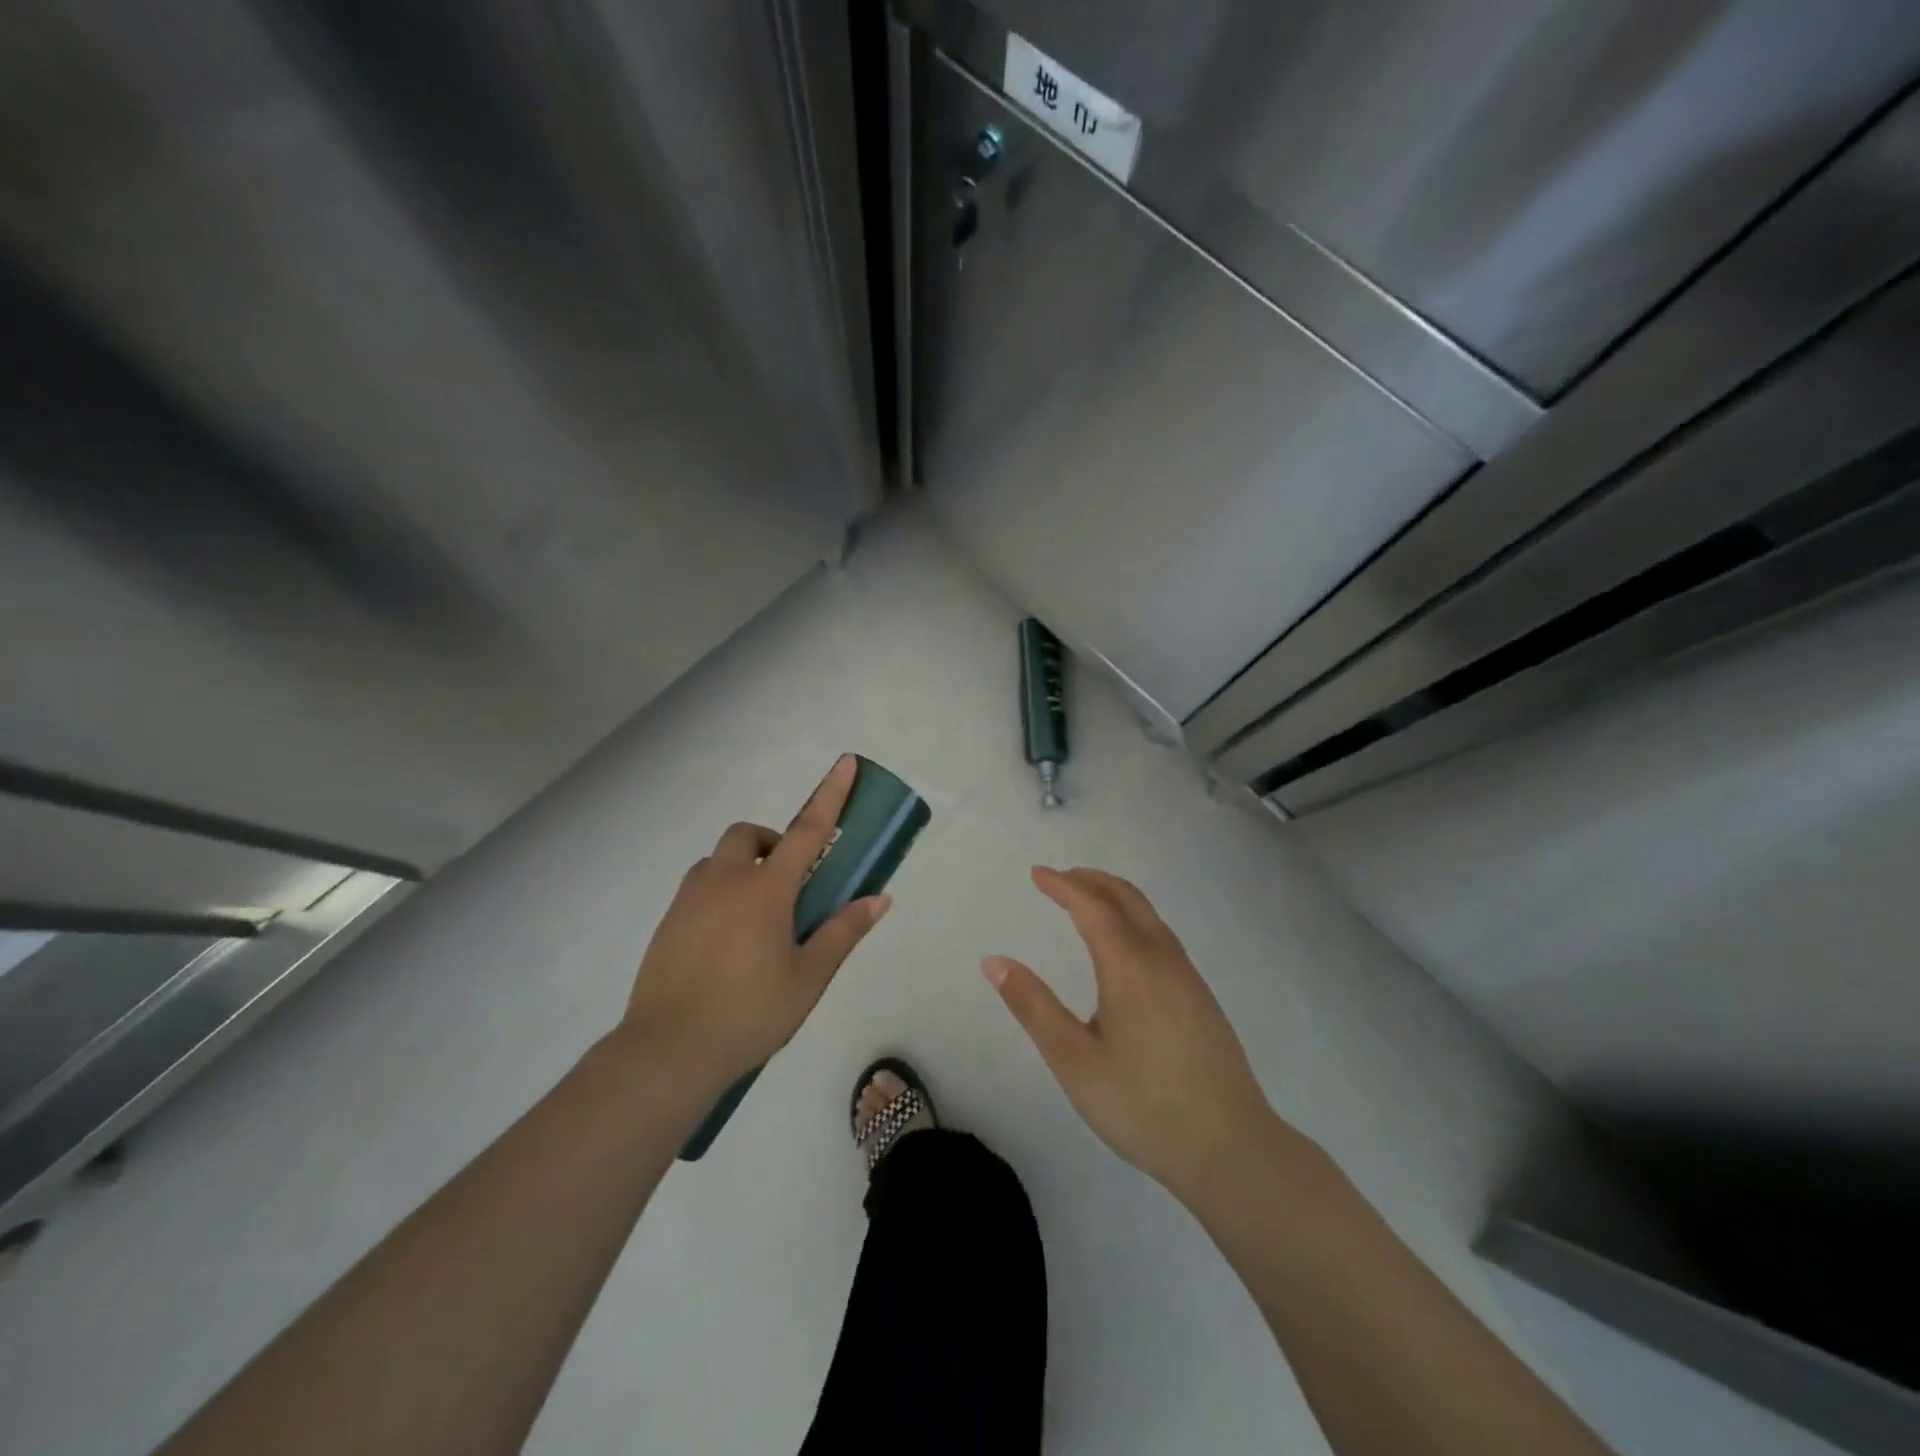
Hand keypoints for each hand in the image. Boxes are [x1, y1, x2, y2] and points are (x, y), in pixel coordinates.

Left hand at [621, 755, 889, 1091]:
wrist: (667, 1051)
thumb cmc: (749, 1013)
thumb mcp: (808, 977)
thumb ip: (843, 932)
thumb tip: (879, 898)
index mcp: (766, 890)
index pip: (807, 830)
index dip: (830, 795)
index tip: (845, 762)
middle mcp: (725, 881)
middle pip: (748, 835)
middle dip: (773, 841)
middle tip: (790, 883)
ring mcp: (690, 900)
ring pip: (718, 860)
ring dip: (743, 867)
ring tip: (758, 916)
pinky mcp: (667, 922)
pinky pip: (698, 888)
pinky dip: (719, 893)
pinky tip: (727, 941)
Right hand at [984, 867, 1280, 1199]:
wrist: (1232, 1150)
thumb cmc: (1143, 1106)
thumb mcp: (1074, 1060)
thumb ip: (1033, 1006)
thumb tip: (994, 961)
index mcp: (1130, 967)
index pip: (1092, 906)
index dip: (1062, 885)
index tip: (1036, 874)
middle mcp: (1163, 960)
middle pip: (1127, 898)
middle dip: (1091, 880)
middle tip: (1059, 878)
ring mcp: (1188, 978)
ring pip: (1150, 916)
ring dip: (1115, 897)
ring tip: (1086, 902)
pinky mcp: (1201, 998)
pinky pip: (1162, 936)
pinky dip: (1134, 919)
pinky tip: (1125, 947)